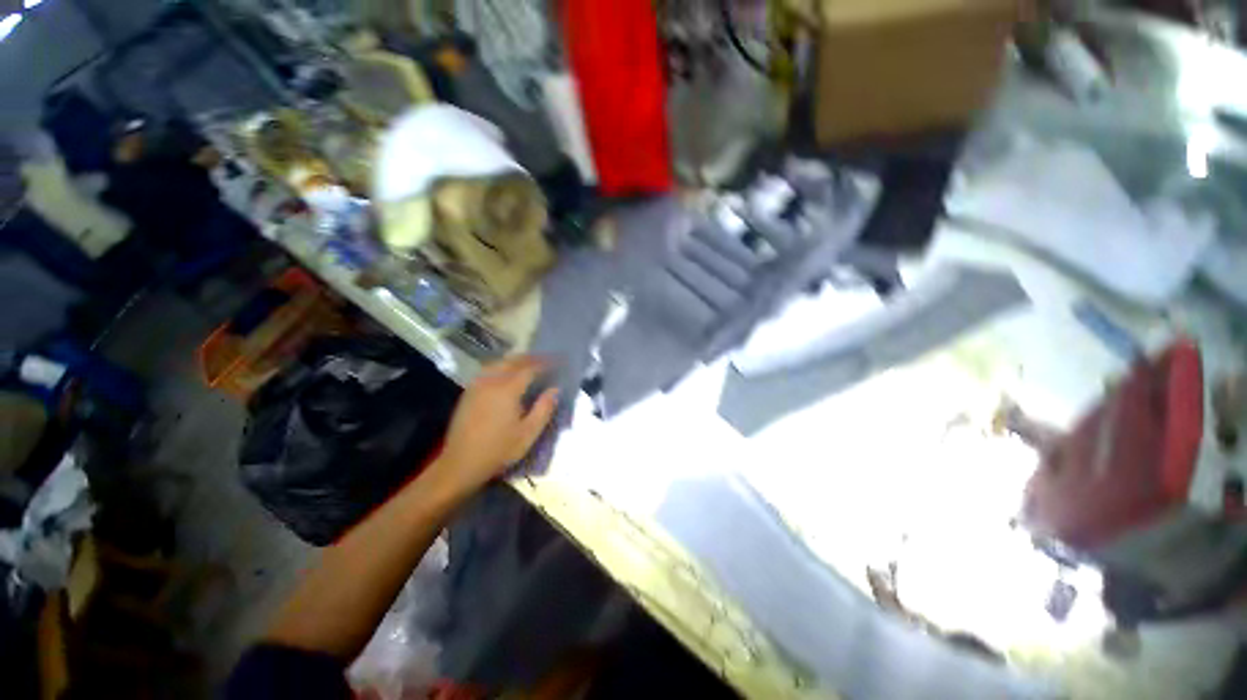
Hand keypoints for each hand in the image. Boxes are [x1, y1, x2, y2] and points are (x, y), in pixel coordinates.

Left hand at [432, 355, 558, 495]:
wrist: (459, 464)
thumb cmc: (498, 450)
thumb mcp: (528, 434)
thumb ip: (544, 409)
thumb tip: (555, 389)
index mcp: (507, 390)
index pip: (530, 368)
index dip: (546, 363)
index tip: (559, 361)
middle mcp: (491, 381)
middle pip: (513, 361)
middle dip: (531, 358)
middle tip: (546, 360)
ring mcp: (477, 385)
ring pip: (499, 363)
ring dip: (516, 360)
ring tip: (529, 364)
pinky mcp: (469, 392)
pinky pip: (488, 370)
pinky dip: (502, 366)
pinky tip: (507, 374)